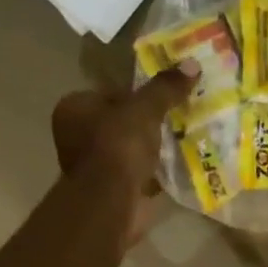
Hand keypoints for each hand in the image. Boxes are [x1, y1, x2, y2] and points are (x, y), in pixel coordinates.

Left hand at [51, 59, 197, 243]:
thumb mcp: (145, 110)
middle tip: (177, 120)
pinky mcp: (110, 192)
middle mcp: (76, 136)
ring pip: (129, 150)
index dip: (138, 95)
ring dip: (151, 150)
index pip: (110, 93)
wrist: (112, 202)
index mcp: (74, 108)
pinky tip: (175, 169)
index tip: (164, 99)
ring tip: (180, 142)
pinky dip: (153, 174)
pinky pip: (136, 175)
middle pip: (120, 123)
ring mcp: (93, 167)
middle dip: (147, 124)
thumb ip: (166, 88)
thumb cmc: (118, 147)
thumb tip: (192, 64)